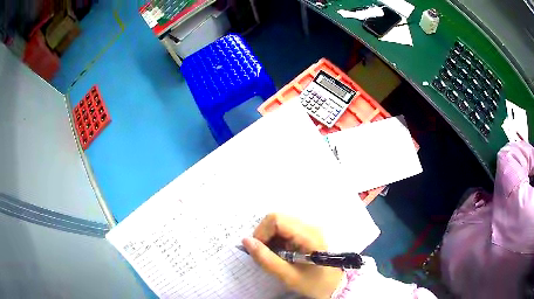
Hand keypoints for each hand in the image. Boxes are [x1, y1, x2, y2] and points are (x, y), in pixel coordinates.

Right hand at [242, 213, 342, 298]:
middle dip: (264, 235)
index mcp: (308, 235)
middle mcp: (310, 226)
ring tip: (274, 256)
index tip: (259, 250)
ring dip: (270, 238)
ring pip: (280, 223)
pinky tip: (281, 254)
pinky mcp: (308, 233)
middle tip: (265, 254)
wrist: (335, 285)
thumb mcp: (288, 276)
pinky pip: (286, 229)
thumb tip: (246, 241)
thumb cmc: (314, 283)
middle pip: (277, 219)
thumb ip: (266, 259)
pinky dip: (277, 240)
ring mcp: (310, 228)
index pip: (277, 219)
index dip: (261, 232)